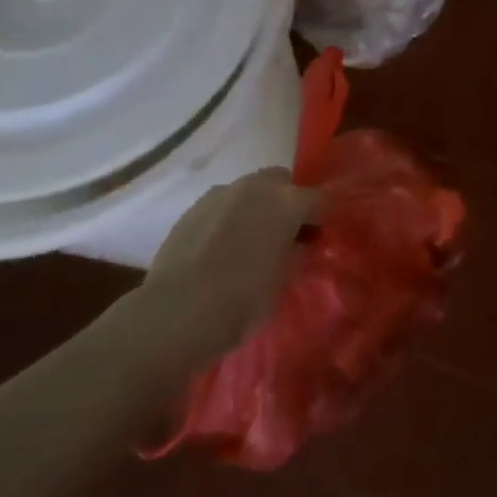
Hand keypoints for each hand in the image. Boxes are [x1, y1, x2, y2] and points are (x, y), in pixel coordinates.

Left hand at [133, 167, 319, 369]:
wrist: (174, 314)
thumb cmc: (241, 302)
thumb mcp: (282, 281)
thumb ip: (294, 253)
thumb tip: (297, 243)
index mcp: (287, 202)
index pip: (319, 199)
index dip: (322, 217)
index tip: (319, 237)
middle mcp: (255, 187)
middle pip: (281, 181)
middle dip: (287, 201)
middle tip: (284, 233)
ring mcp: (221, 194)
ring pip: (249, 191)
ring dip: (255, 207)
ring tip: (249, 240)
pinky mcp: (192, 209)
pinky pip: (221, 206)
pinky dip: (228, 218)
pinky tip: (220, 247)